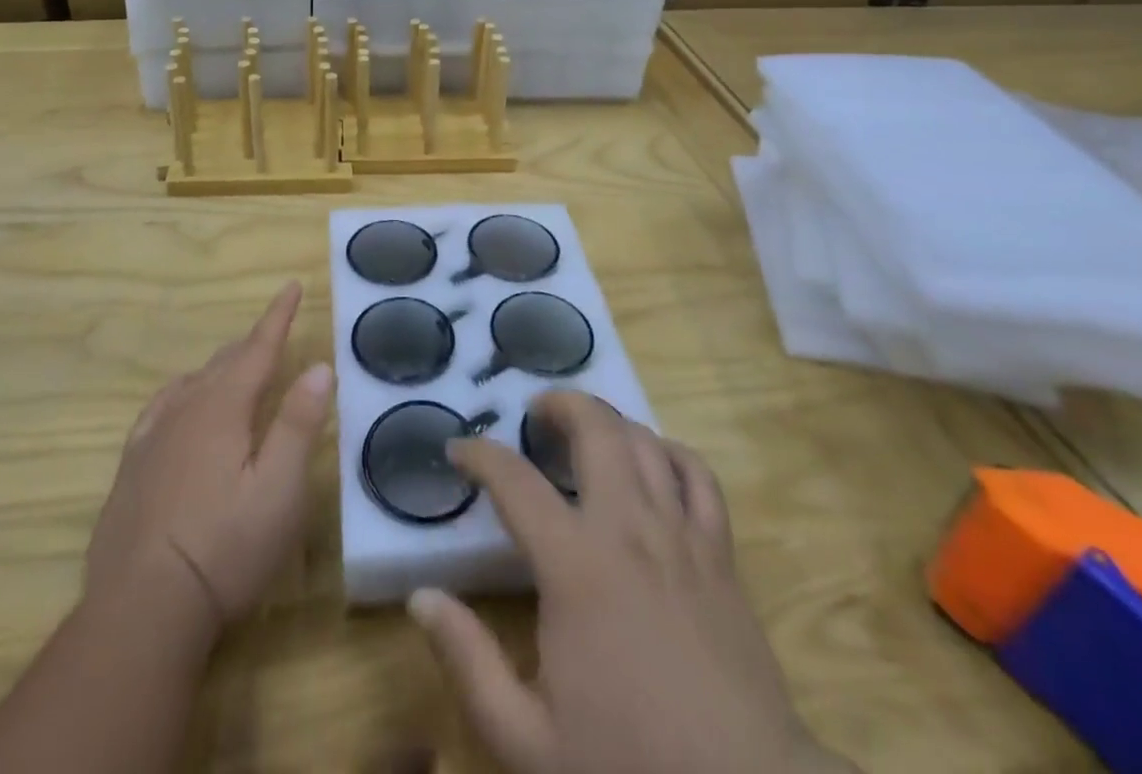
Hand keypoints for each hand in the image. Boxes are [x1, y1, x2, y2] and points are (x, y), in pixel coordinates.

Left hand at [83, 282, 334, 635]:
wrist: (140, 610)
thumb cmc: (224, 549)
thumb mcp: (279, 490)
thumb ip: (298, 423)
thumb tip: (319, 365)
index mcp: (223, 408)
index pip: (257, 348)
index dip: (278, 316)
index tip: (291, 285)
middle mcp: (184, 411)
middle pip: (224, 362)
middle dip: (251, 343)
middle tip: (273, 332)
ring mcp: (151, 439)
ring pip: (190, 383)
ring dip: (218, 367)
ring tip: (234, 366)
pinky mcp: (130, 469)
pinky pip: (160, 409)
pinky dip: (181, 393)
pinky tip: (179, 407)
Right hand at [407, 392, 847, 773]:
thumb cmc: (628, 767)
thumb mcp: (526, 739)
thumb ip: (468, 661)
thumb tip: (421, 597)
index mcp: (575, 565)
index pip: (514, 481)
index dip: (479, 455)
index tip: (457, 448)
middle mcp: (628, 528)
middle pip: (595, 428)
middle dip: (559, 404)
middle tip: (534, 415)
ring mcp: (680, 536)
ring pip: (644, 441)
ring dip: (609, 421)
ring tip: (585, 431)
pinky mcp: (721, 556)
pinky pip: (699, 476)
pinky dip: (671, 452)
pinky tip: (654, 461)